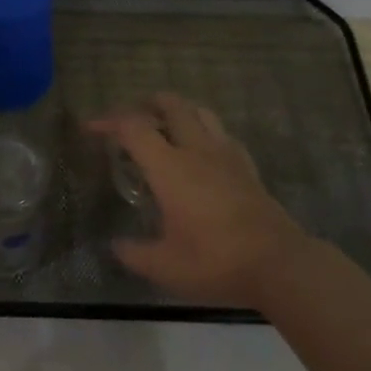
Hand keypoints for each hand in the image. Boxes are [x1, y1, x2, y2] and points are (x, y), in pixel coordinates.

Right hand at [89, 93, 312, 309]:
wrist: (279, 265)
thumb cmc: (215, 261)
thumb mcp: (164, 266)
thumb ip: (134, 253)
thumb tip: (116, 246)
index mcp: (170, 168)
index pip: (134, 128)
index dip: (108, 121)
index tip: (91, 128)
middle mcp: (197, 151)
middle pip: (172, 106)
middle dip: (146, 104)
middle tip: (130, 117)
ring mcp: (227, 156)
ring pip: (201, 112)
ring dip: (178, 111)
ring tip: (165, 125)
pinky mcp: (247, 167)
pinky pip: (222, 134)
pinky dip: (204, 131)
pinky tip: (202, 150)